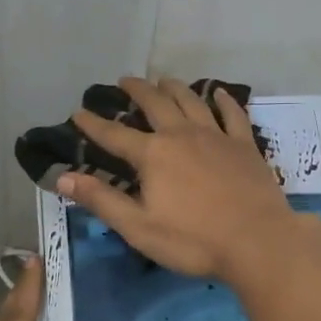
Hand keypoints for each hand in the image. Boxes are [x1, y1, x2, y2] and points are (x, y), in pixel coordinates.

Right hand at [58, 76, 300, 281]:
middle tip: (125, 80)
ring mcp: (216, 136)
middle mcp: (181, 135)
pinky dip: (224, 101)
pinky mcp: (244, 145)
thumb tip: (62, 177)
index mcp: (153, 154)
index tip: (78, 112)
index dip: (93, 124)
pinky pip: (232, 114)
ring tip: (164, 79)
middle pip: (155, 103)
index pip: (114, 134)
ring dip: (175, 87)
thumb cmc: (193, 240)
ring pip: (191, 101)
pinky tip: (219, 93)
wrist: (258, 241)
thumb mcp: (138, 227)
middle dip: (137, 90)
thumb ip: (101, 200)